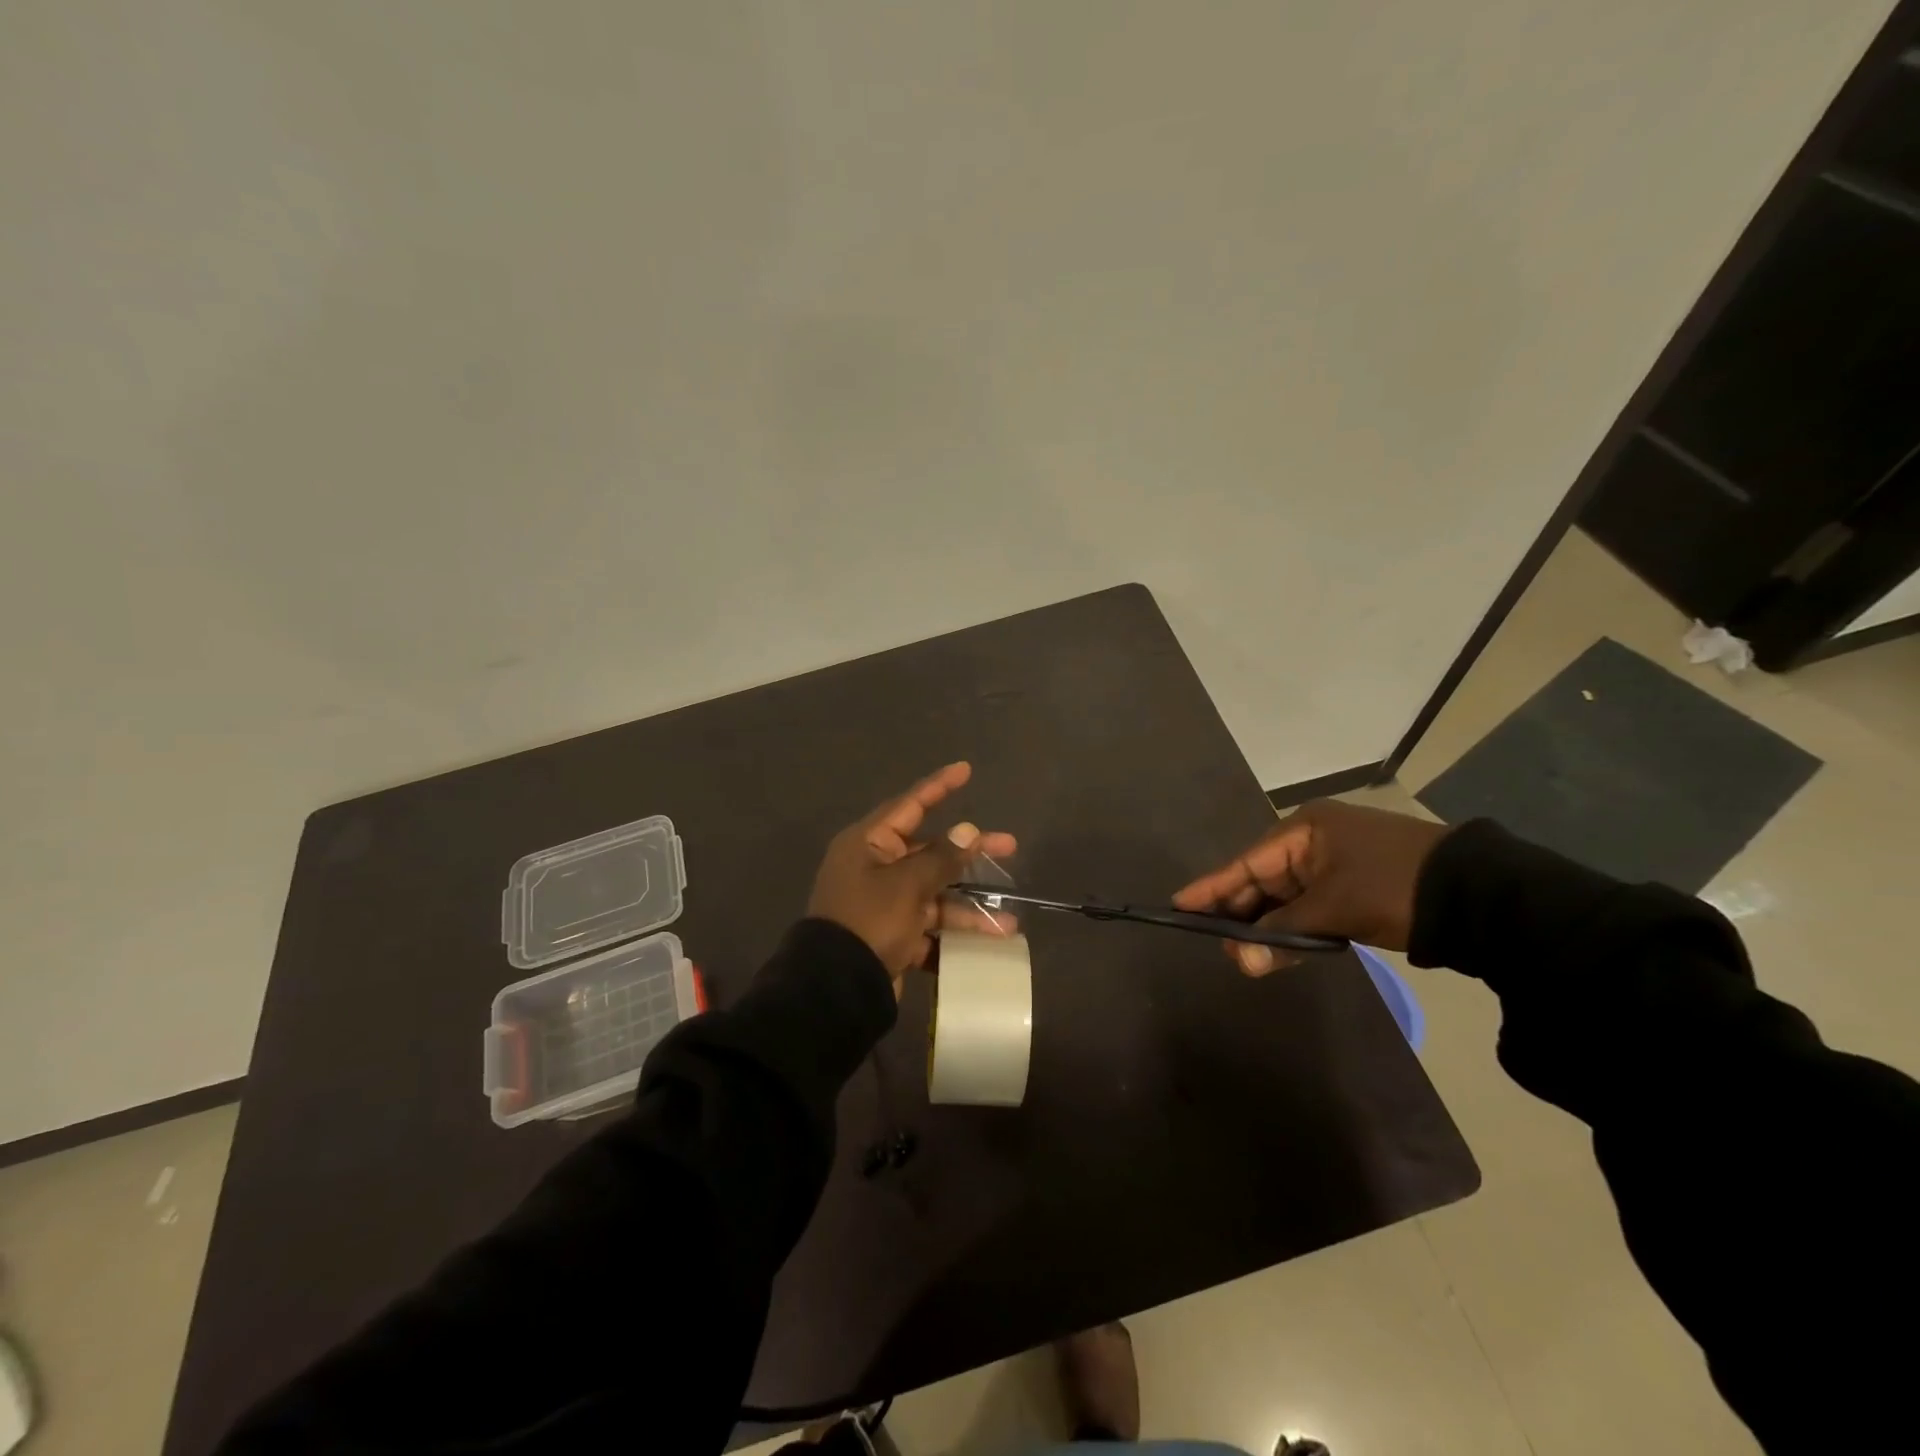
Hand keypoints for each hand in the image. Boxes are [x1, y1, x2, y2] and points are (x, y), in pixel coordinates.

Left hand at [807, 762, 1017, 994]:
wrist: (836, 988)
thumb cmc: (869, 921)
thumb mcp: (907, 885)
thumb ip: (941, 858)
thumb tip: (968, 830)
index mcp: (869, 844)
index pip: (909, 805)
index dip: (939, 786)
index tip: (965, 770)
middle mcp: (875, 868)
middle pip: (930, 851)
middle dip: (970, 853)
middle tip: (1009, 845)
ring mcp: (884, 903)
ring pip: (935, 894)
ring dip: (969, 907)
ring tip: (1009, 921)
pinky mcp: (892, 935)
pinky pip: (929, 927)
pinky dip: (954, 934)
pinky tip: (985, 944)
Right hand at [1172, 799, 1447, 974]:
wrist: (1479, 896)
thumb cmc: (1394, 887)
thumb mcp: (1334, 908)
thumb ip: (1283, 933)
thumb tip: (1240, 961)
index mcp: (1305, 830)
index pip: (1246, 862)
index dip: (1212, 887)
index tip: (1178, 905)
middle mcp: (1314, 841)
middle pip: (1263, 880)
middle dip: (1240, 914)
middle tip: (1216, 944)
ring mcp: (1336, 864)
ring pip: (1286, 898)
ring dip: (1267, 927)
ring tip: (1243, 956)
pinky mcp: (1355, 887)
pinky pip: (1309, 907)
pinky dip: (1294, 929)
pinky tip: (1276, 949)